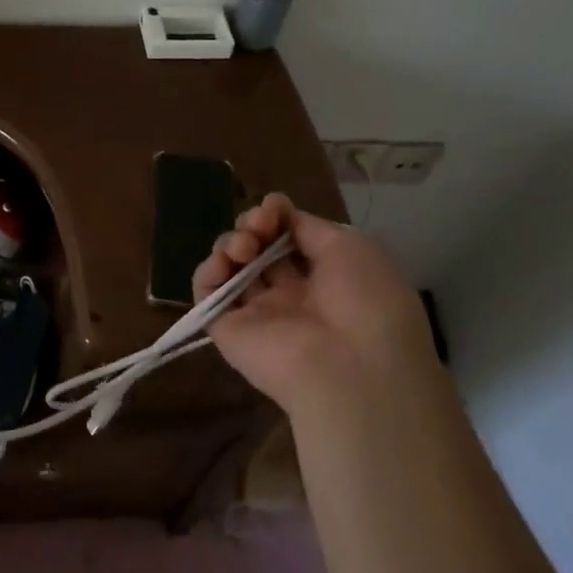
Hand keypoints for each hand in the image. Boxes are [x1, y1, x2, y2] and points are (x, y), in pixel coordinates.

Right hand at [193, 193, 432, 415]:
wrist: (352, 366)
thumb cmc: (365, 301)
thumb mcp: (350, 247)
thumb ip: (308, 227)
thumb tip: (280, 215)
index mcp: (325, 277)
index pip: (288, 237)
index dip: (277, 215)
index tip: (275, 206)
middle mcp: (290, 294)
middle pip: (257, 247)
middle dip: (253, 224)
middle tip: (259, 225)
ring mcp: (257, 312)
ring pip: (231, 265)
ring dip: (232, 242)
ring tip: (246, 246)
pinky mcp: (227, 329)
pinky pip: (207, 293)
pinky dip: (208, 270)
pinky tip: (225, 262)